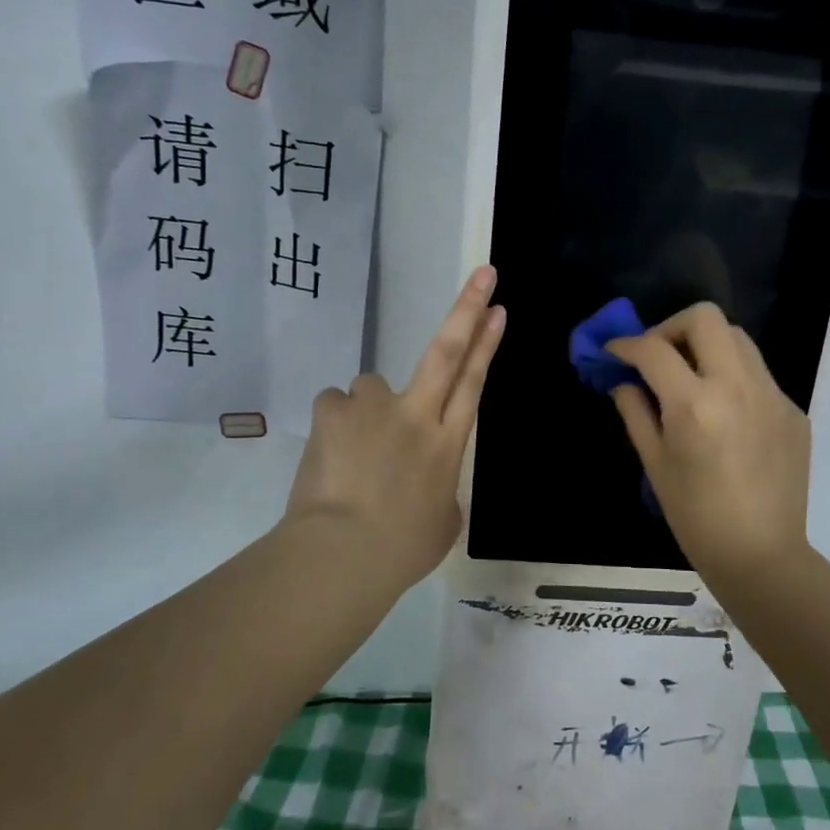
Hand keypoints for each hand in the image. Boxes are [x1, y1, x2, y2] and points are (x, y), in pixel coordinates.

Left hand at [282, 267, 505, 592]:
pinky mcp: (333, 412)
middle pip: (446, 350)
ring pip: (372, 386)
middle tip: (483, 275)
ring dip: (369, 408)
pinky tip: (330, 453)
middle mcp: (416, 414)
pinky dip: (336, 424)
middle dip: (467, 309)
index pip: (473, 382)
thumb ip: (439, 490)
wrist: (343, 554)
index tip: (498, 308)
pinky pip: (336, 406)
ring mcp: (373, 409)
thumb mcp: (441, 523)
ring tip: (355, 449)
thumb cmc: (402, 550)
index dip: (487, 343)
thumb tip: (424, 483)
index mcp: (448, 443)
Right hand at [607, 303, 811, 585]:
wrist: (761, 555)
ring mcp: (772, 395)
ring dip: (706, 345)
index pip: (654, 349)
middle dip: (671, 328)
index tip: (614, 352)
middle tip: (657, 355)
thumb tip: (625, 382)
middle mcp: (737, 386)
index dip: (626, 345)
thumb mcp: (655, 464)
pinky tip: (724, 414)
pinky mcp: (793, 410)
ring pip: (737, 338)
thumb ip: (636, 413)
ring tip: (691, 377)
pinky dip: (733, 378)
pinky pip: (758, 374)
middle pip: (705, 318)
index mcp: (695, 404)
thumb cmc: (696, 517)